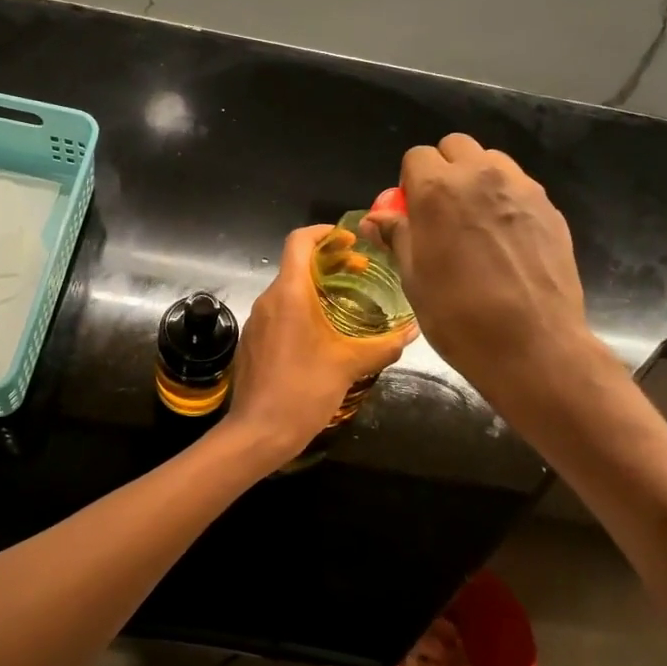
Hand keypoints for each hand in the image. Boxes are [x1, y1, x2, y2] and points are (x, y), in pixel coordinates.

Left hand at [221, 224, 415, 460]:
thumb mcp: (349, 365)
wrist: (258, 432)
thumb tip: (413, 330)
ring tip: (347, 305)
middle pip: (296, 265)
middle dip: (328, 262)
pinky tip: (323, 336)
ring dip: (316, 289)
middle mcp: (268, 300)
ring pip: (287, 291)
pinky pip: (279, 314)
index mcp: (289, 294)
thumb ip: (383, 345)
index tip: (350, 241)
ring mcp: (257, 322)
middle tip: (360, 272)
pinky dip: (301, 311)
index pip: (299, 241)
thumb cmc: (303, 391)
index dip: (324, 233)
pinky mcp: (253, 342)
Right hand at [363, 133, 591, 408]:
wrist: (532, 345)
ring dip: (477, 179)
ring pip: (492, 161)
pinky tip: (506, 241)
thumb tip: (376, 219)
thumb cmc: (458, 316)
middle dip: (444, 169)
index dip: (409, 182)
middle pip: (456, 147)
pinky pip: (519, 187)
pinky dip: (506, 200)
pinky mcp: (550, 208)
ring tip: (476, 222)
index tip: (412, 212)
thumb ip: (397, 237)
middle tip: (442, 211)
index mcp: (438, 190)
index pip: (416, 156)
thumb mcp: (414, 279)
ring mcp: (521, 189)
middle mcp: (481, 176)